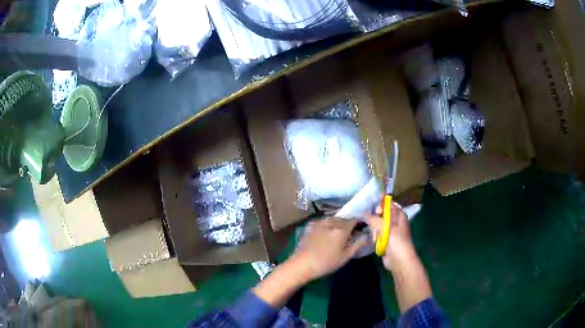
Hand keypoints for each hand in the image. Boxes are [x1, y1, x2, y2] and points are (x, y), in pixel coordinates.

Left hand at [292, 218, 366, 281]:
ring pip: (332, 219)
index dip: (359, 222)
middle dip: (348, 223)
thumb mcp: (345, 256)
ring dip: (337, 223)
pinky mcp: (310, 225)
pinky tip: (325, 232)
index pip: (354, 220)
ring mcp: (319, 223)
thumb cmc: (326, 263)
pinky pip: (323, 221)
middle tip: (350, 232)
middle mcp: (331, 222)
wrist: (302, 264)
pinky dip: (327, 224)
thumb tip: (367, 236)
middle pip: (343, 218)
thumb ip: (357, 245)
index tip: (361, 227)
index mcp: (341, 229)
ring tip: (337, 232)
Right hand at [364, 203, 416, 271]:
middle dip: (375, 219)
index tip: (375, 211)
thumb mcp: (386, 227)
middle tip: (374, 224)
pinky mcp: (384, 239)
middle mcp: (394, 221)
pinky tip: (375, 241)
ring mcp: (389, 231)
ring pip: (377, 224)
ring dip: (375, 230)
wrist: (399, 260)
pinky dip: (375, 237)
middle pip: (381, 214)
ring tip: (376, 236)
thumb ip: (374, 219)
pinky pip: (376, 234)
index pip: (389, 204)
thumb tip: (364, 214)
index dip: (381, 205)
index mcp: (399, 215)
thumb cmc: (396, 241)